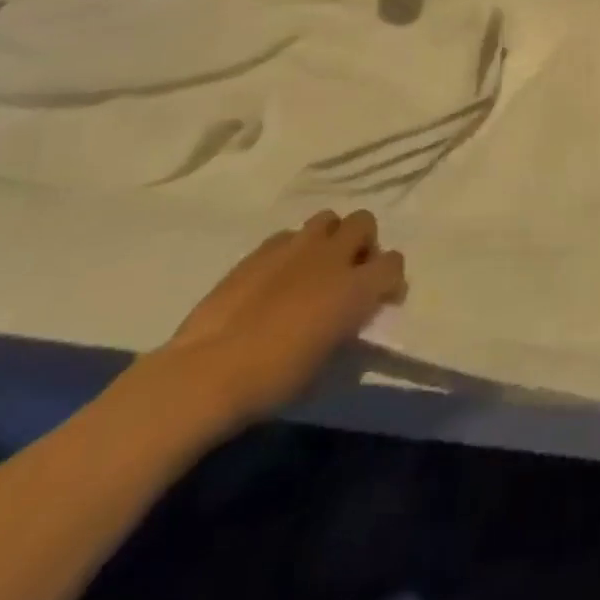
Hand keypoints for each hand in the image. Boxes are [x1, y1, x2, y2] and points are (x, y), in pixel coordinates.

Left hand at [142, 210, 406, 437]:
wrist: (206, 374)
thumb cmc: (273, 380)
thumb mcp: (326, 361)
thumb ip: (347, 326)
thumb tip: (349, 316)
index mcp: (356, 287)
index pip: (393, 263)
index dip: (390, 280)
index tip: (380, 299)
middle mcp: (332, 256)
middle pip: (364, 222)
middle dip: (362, 243)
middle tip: (348, 273)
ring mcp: (295, 247)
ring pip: (328, 219)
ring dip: (329, 238)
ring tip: (314, 267)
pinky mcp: (260, 251)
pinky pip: (289, 236)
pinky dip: (292, 250)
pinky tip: (277, 276)